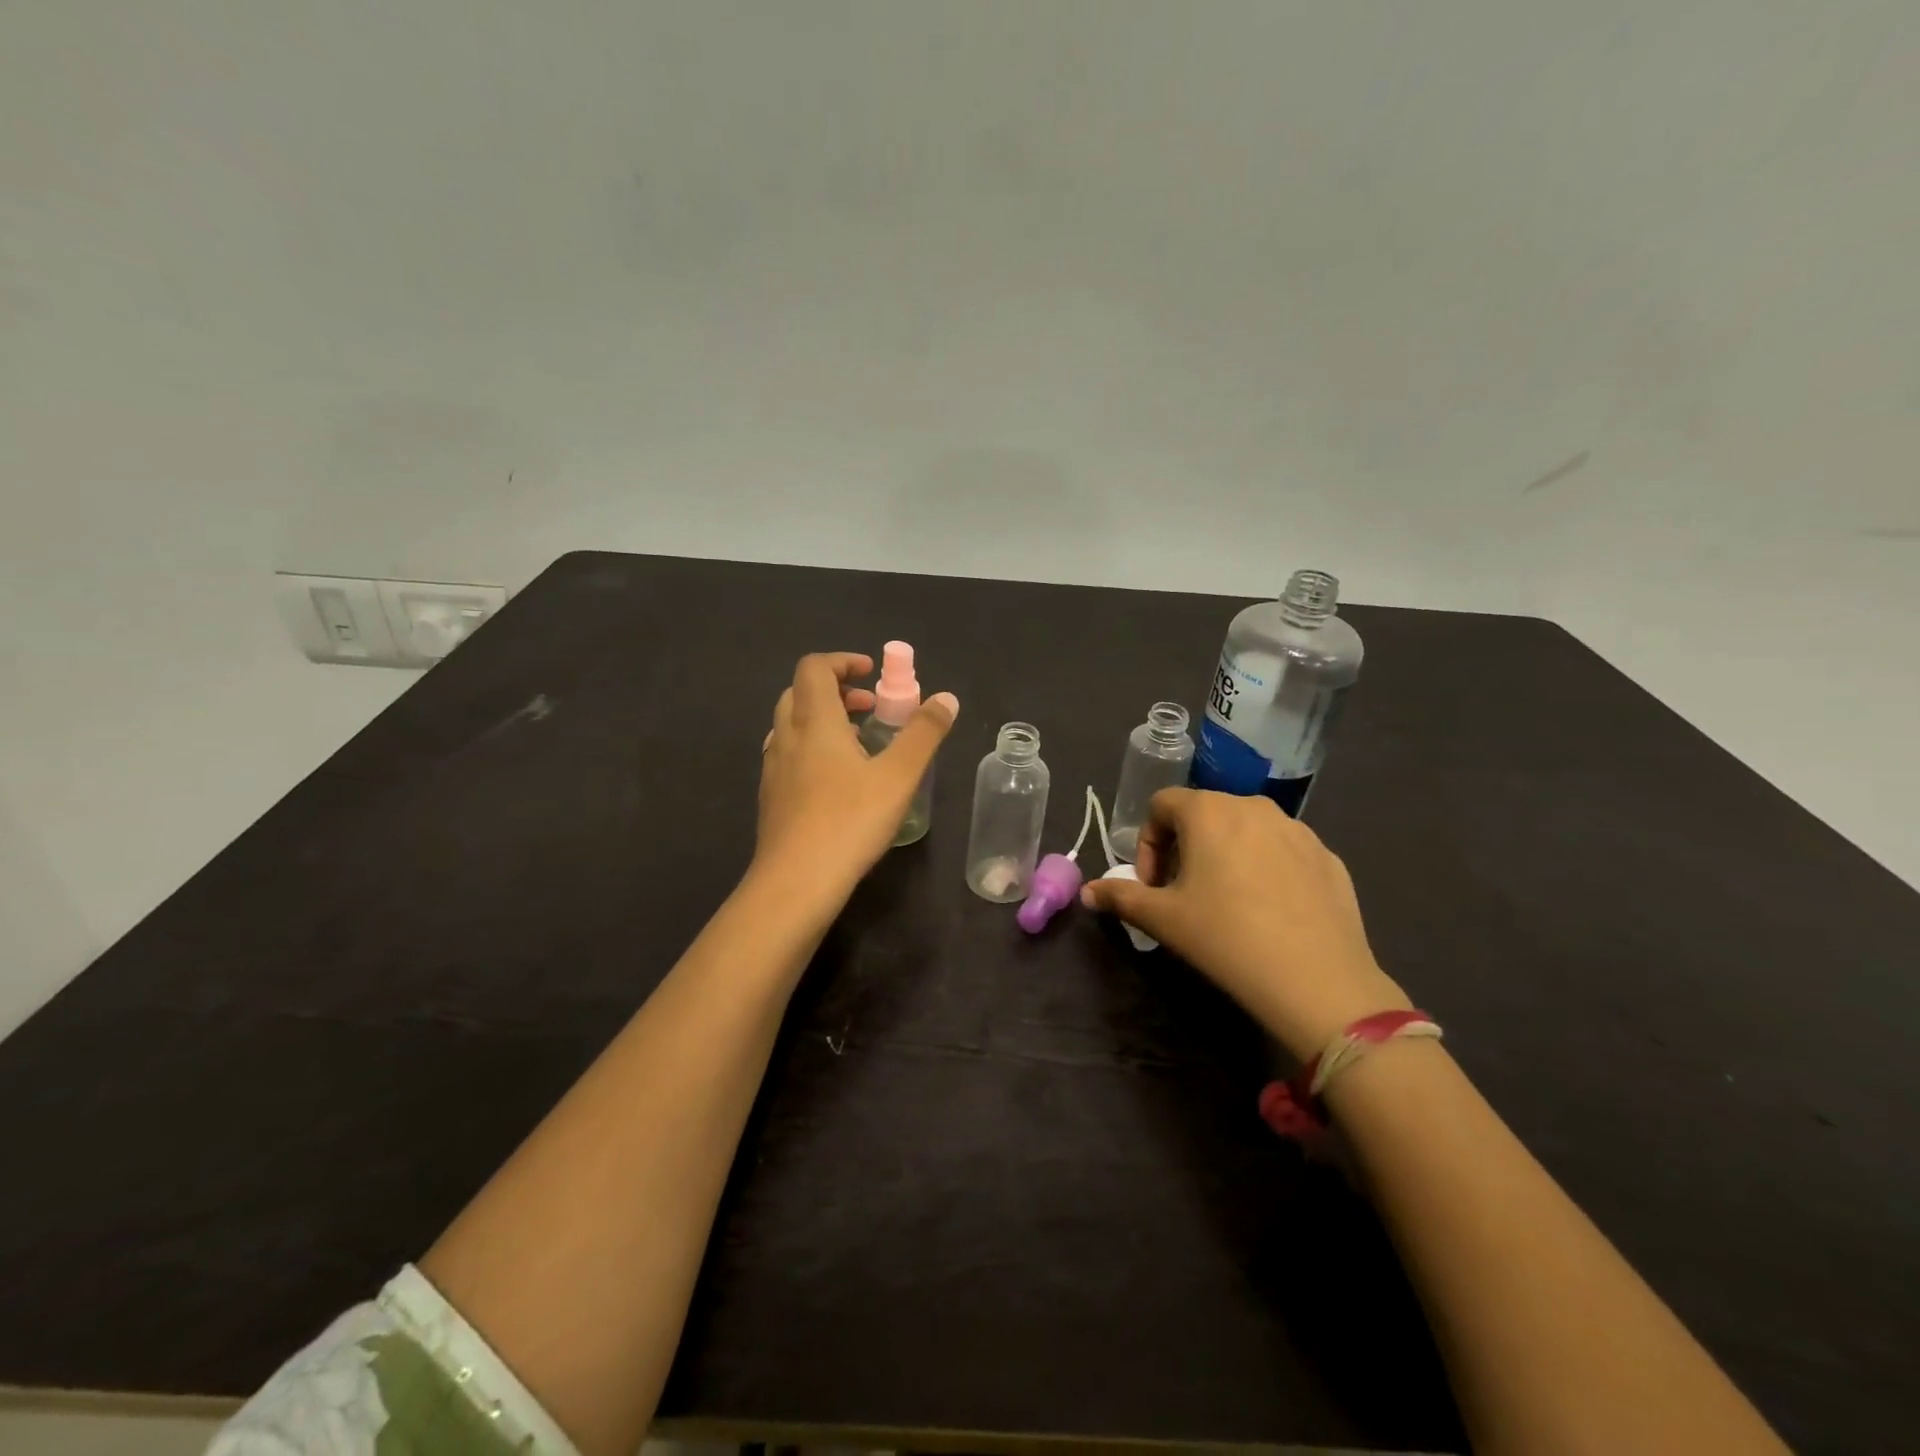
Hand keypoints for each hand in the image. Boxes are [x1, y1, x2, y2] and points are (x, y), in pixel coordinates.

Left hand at [754, 651, 958, 902]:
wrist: (795, 883)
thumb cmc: (849, 822)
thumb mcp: (899, 776)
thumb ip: (923, 734)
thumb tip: (946, 698)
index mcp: (815, 722)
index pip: (815, 668)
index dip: (843, 661)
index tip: (873, 674)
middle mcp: (787, 737)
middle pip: (800, 692)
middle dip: (836, 690)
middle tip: (870, 708)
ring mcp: (774, 769)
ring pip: (792, 725)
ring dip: (823, 720)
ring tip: (858, 744)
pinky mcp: (771, 798)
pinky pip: (789, 755)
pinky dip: (812, 748)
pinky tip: (836, 781)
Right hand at [1081, 788, 1408, 1059]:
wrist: (1317, 981)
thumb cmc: (1225, 938)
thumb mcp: (1162, 919)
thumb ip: (1120, 896)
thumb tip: (1088, 891)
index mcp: (1209, 811)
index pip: (1161, 805)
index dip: (1147, 843)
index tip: (1153, 885)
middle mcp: (1254, 806)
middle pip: (1204, 814)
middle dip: (1184, 849)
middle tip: (1183, 895)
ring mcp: (1298, 830)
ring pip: (1246, 831)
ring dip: (1225, 856)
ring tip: (1228, 903)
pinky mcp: (1329, 857)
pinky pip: (1283, 852)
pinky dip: (1266, 870)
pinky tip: (1269, 913)